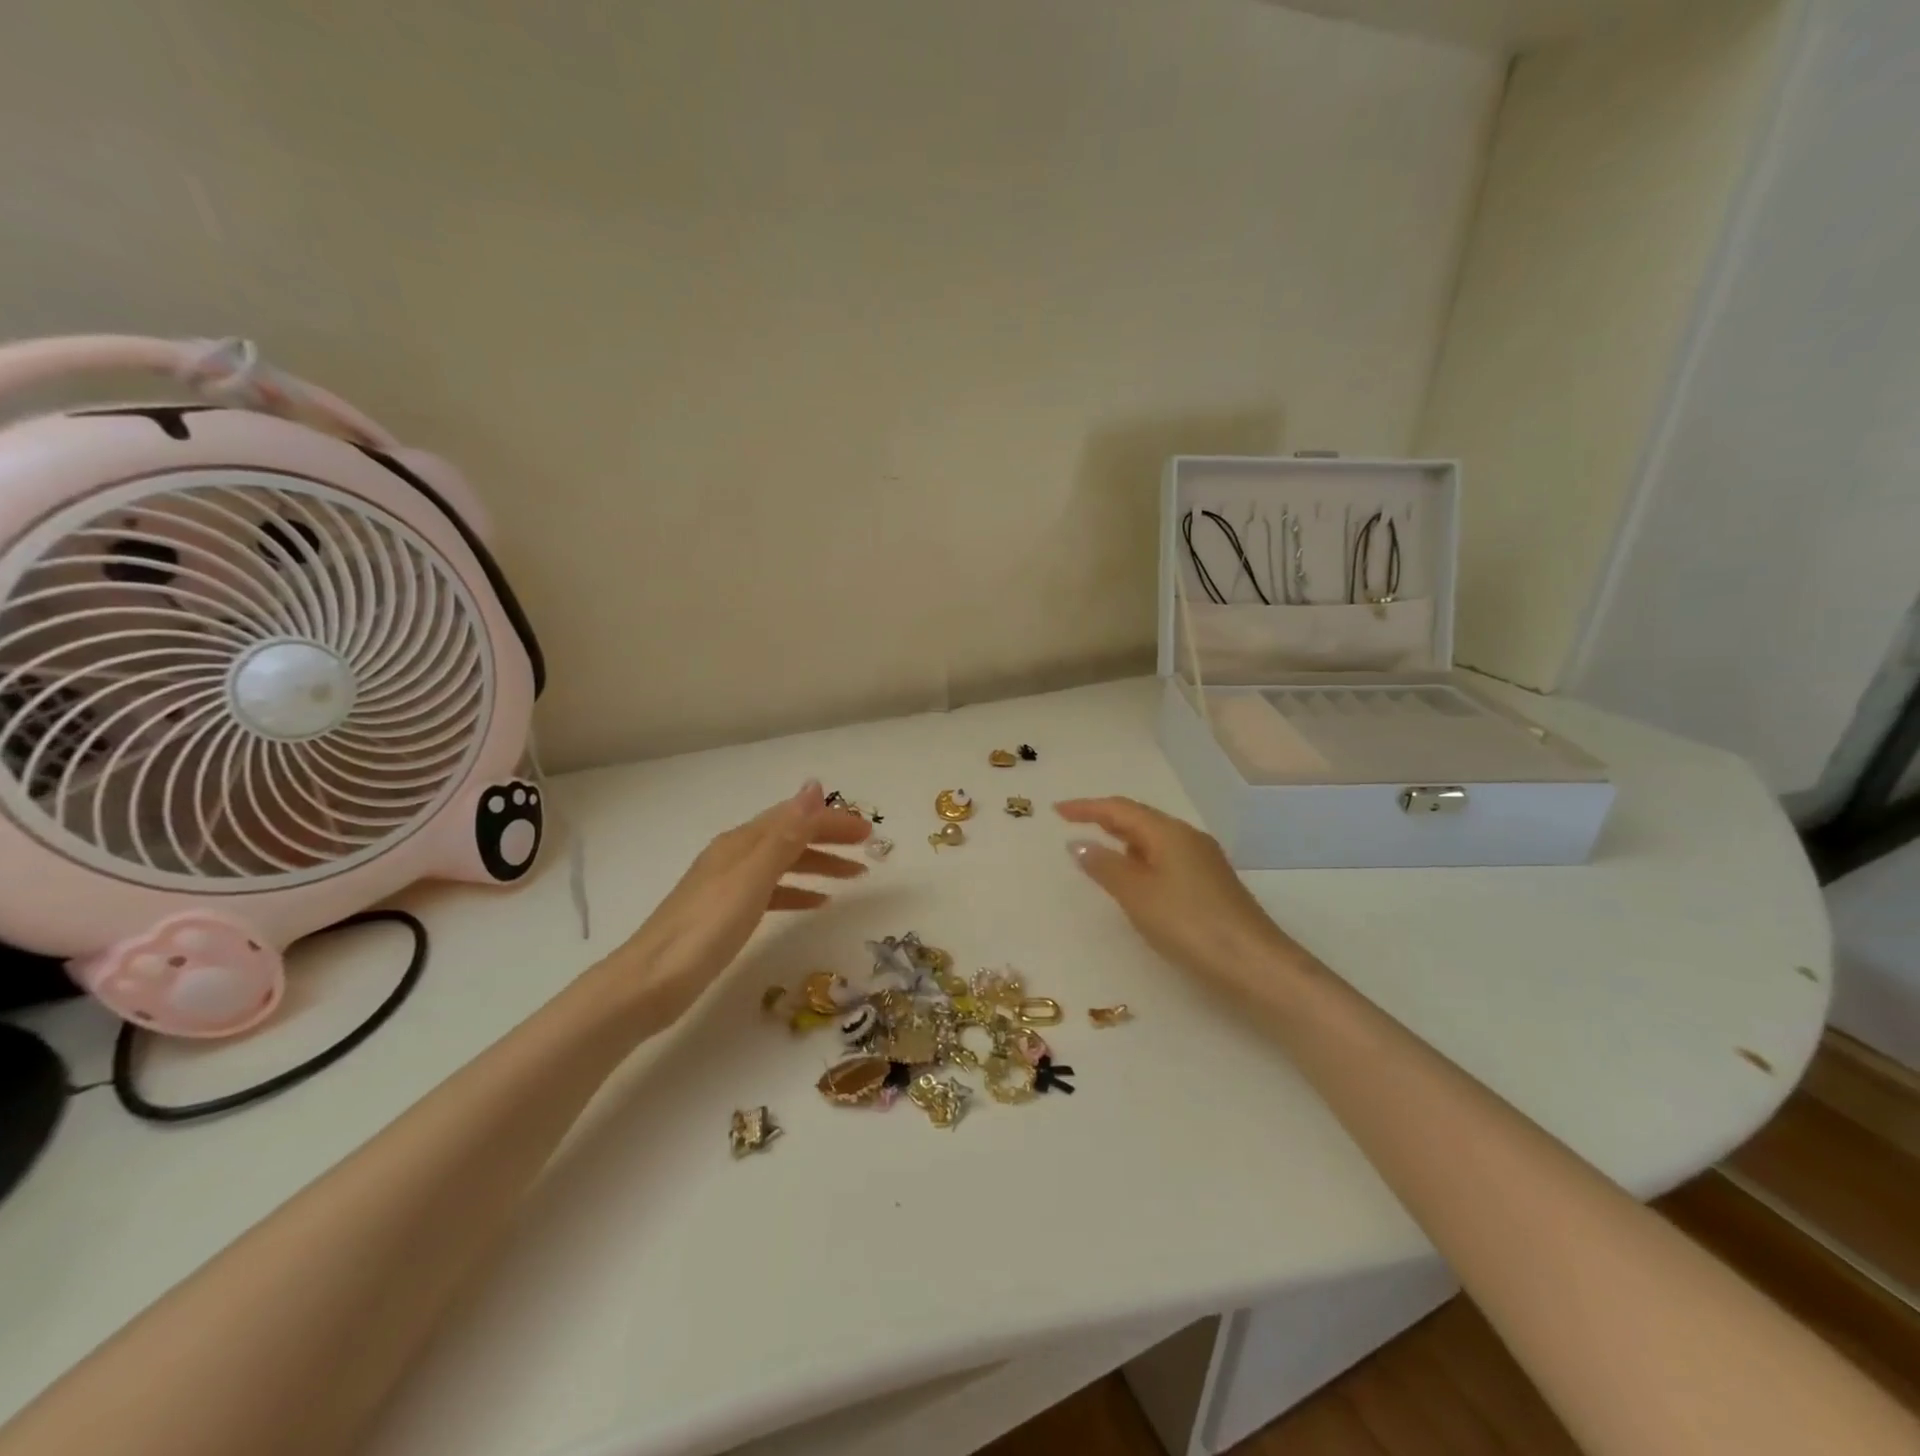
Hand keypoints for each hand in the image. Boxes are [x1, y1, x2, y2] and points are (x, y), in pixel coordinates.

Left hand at [610, 780, 869, 1025]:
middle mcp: (735, 855)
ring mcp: (728, 884)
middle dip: (830, 838)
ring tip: (853, 876)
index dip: (833, 820)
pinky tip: (815, 903)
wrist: (649, 982)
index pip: (796, 818)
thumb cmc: (705, 928)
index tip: (869, 831)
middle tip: (869, 849)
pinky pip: (772, 890)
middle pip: (791, 836)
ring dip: (819, 864)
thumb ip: (786, 834)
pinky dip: (798, 891)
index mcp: (742, 842)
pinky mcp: (725, 913)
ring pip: (784, 863)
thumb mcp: (752, 877)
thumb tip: (814, 786)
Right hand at [1055, 796, 1308, 1000]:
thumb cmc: (1189, 924)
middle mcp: (1187, 838)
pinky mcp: (1210, 884)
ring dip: (1124, 839)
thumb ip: (1105, 866)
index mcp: (1168, 832)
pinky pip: (1165, 858)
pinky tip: (1134, 878)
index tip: (1057, 810)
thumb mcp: (1137, 895)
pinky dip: (1141, 859)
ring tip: (1098, 848)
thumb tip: (1079, 843)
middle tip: (1074, 822)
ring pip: (1154, 839)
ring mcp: (1203, 861)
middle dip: (1105, 819)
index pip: (1120, 809)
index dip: (1087, 807)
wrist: (1254, 964)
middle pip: (1139, 819)